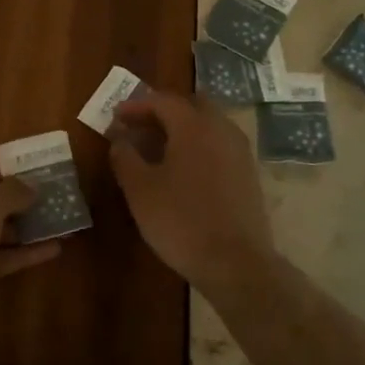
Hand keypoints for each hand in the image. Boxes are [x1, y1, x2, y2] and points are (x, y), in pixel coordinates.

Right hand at [109, 91, 277, 302]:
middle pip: (190, 106)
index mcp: (194, 125)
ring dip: (182, 128)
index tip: (116, 116)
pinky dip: (198, 145)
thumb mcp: (140, 189)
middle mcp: (221, 129)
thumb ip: (125, 157)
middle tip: (138, 126)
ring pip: (208, 125)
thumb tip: (119, 138)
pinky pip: (218, 145)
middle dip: (162, 111)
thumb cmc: (181, 221)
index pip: (162, 101)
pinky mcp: (248, 173)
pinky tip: (182, 168)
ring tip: (157, 147)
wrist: (236, 263)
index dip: (136, 106)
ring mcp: (239, 151)